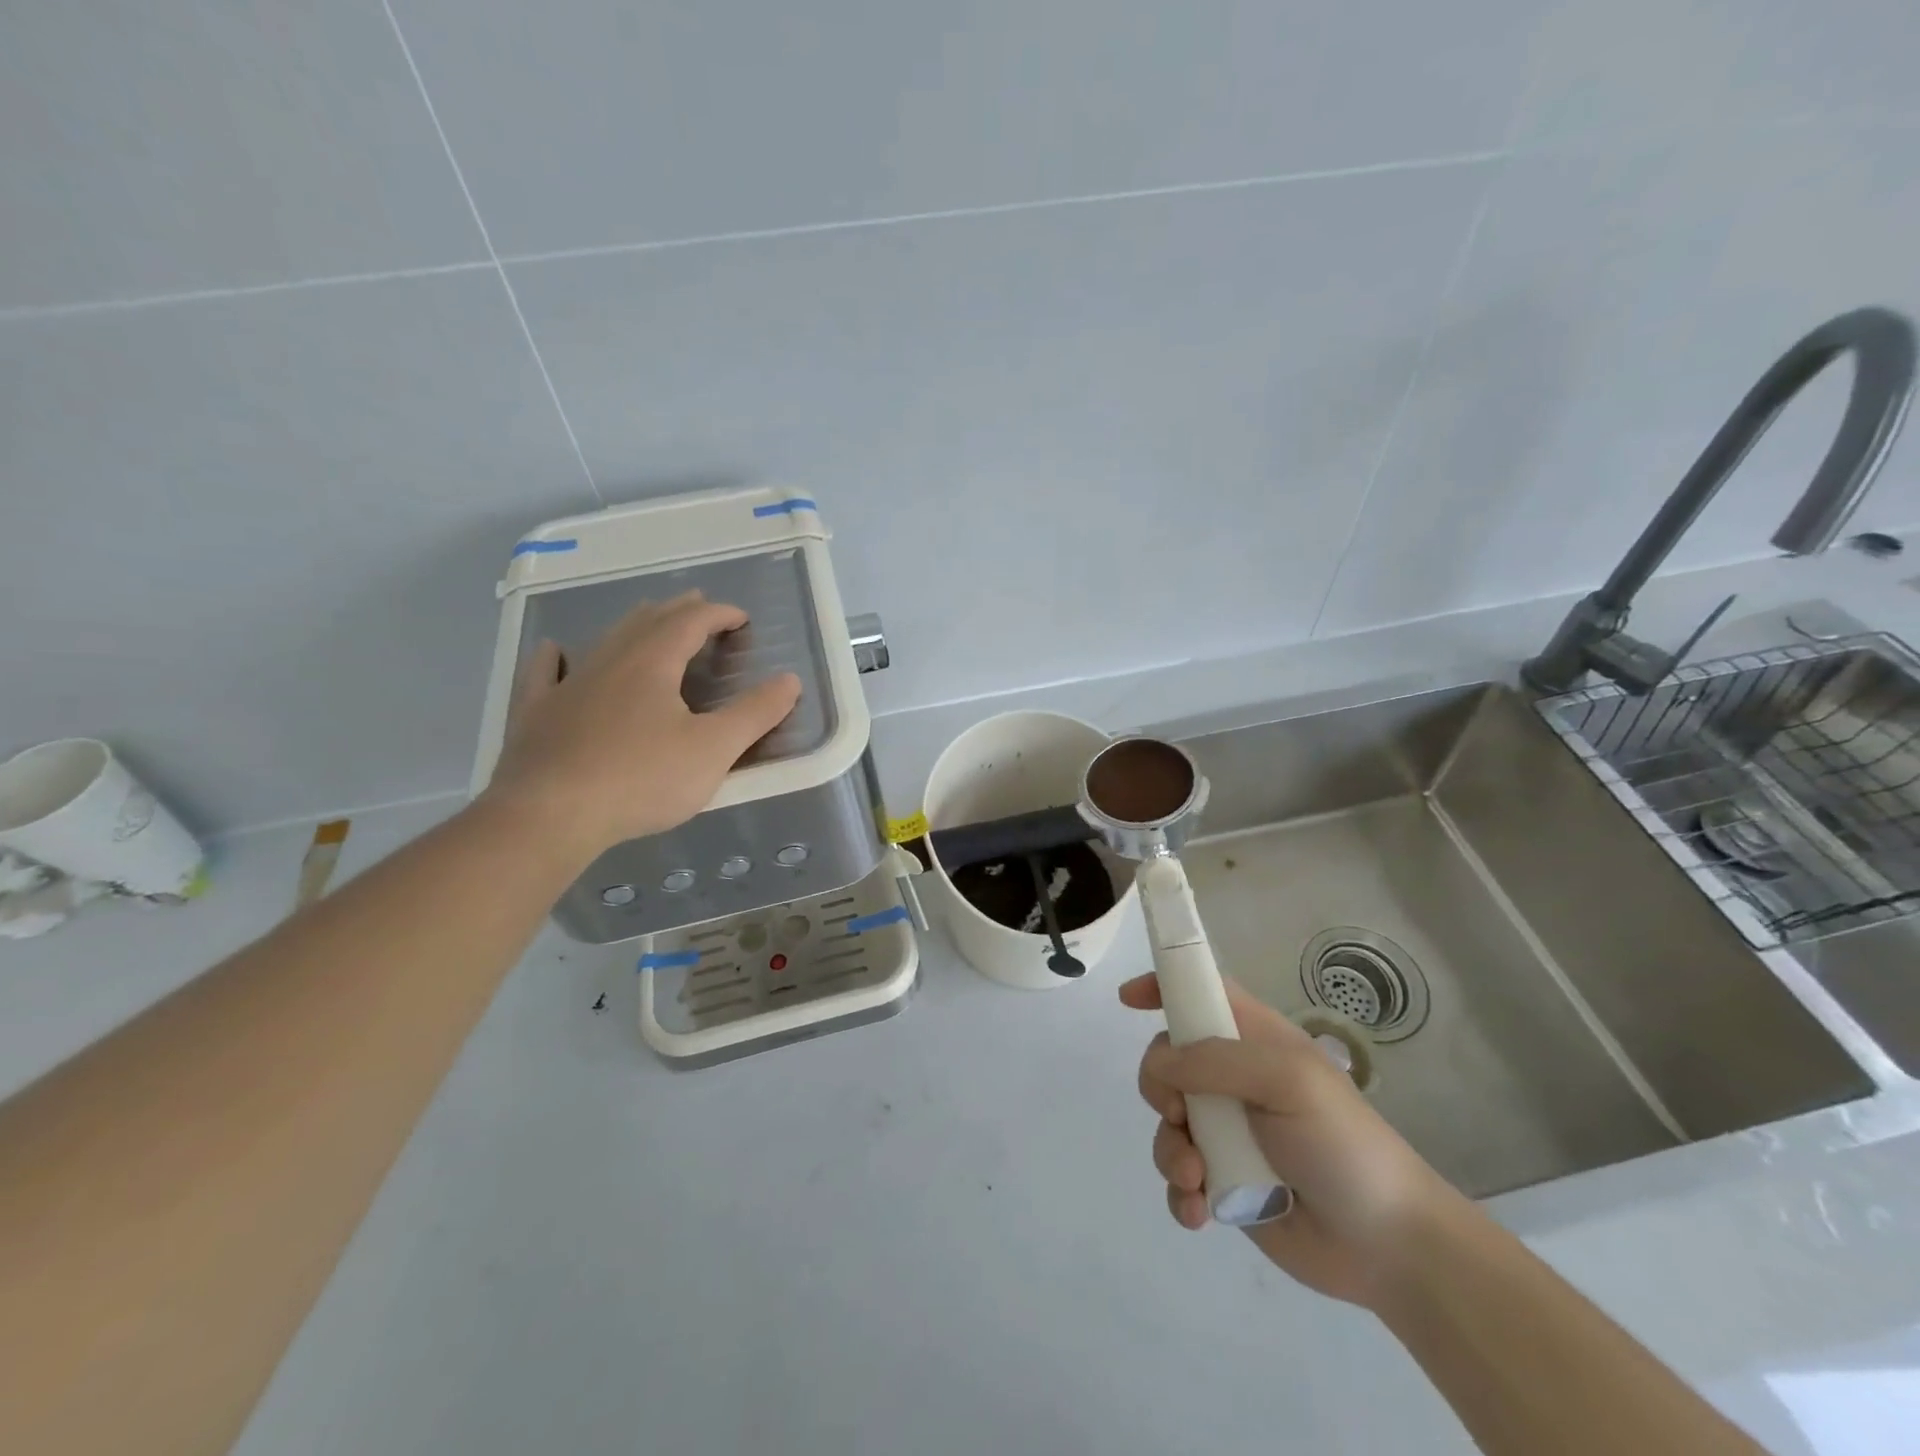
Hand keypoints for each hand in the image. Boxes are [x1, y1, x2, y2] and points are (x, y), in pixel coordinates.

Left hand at [483, 591, 800, 863]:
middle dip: (678, 612)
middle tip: (698, 607)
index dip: (719, 614)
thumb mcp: (714, 749)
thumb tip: (790, 679)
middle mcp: (609, 662)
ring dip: (632, 626)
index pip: (691, 622)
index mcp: (653, 663)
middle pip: (648, 622)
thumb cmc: (642, 779)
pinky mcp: (536, 714)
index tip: (741, 618)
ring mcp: (567, 686)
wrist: (550, 815)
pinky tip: (553, 651)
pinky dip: (554, 658)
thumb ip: (755, 713)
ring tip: (647, 619)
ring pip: (604, 642)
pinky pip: (544, 674)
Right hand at [1120, 973, 1461, 1308]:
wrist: (1390, 1247)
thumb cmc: (1344, 1144)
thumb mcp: (1288, 1081)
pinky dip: (1179, 1192)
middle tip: (1177, 1113)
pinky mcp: (1225, 1183)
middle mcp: (1235, 1081)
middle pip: (1168, 1060)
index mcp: (1255, 1042)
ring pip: (1166, 1122)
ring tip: (1196, 1179)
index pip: (1202, 993)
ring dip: (1169, 1150)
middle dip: (1157, 1086)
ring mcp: (1228, 1133)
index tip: (1127, 1000)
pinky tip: (1199, 1211)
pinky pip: (1179, 1177)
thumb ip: (1216, 1061)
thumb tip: (1159, 1063)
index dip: (1164, 986)